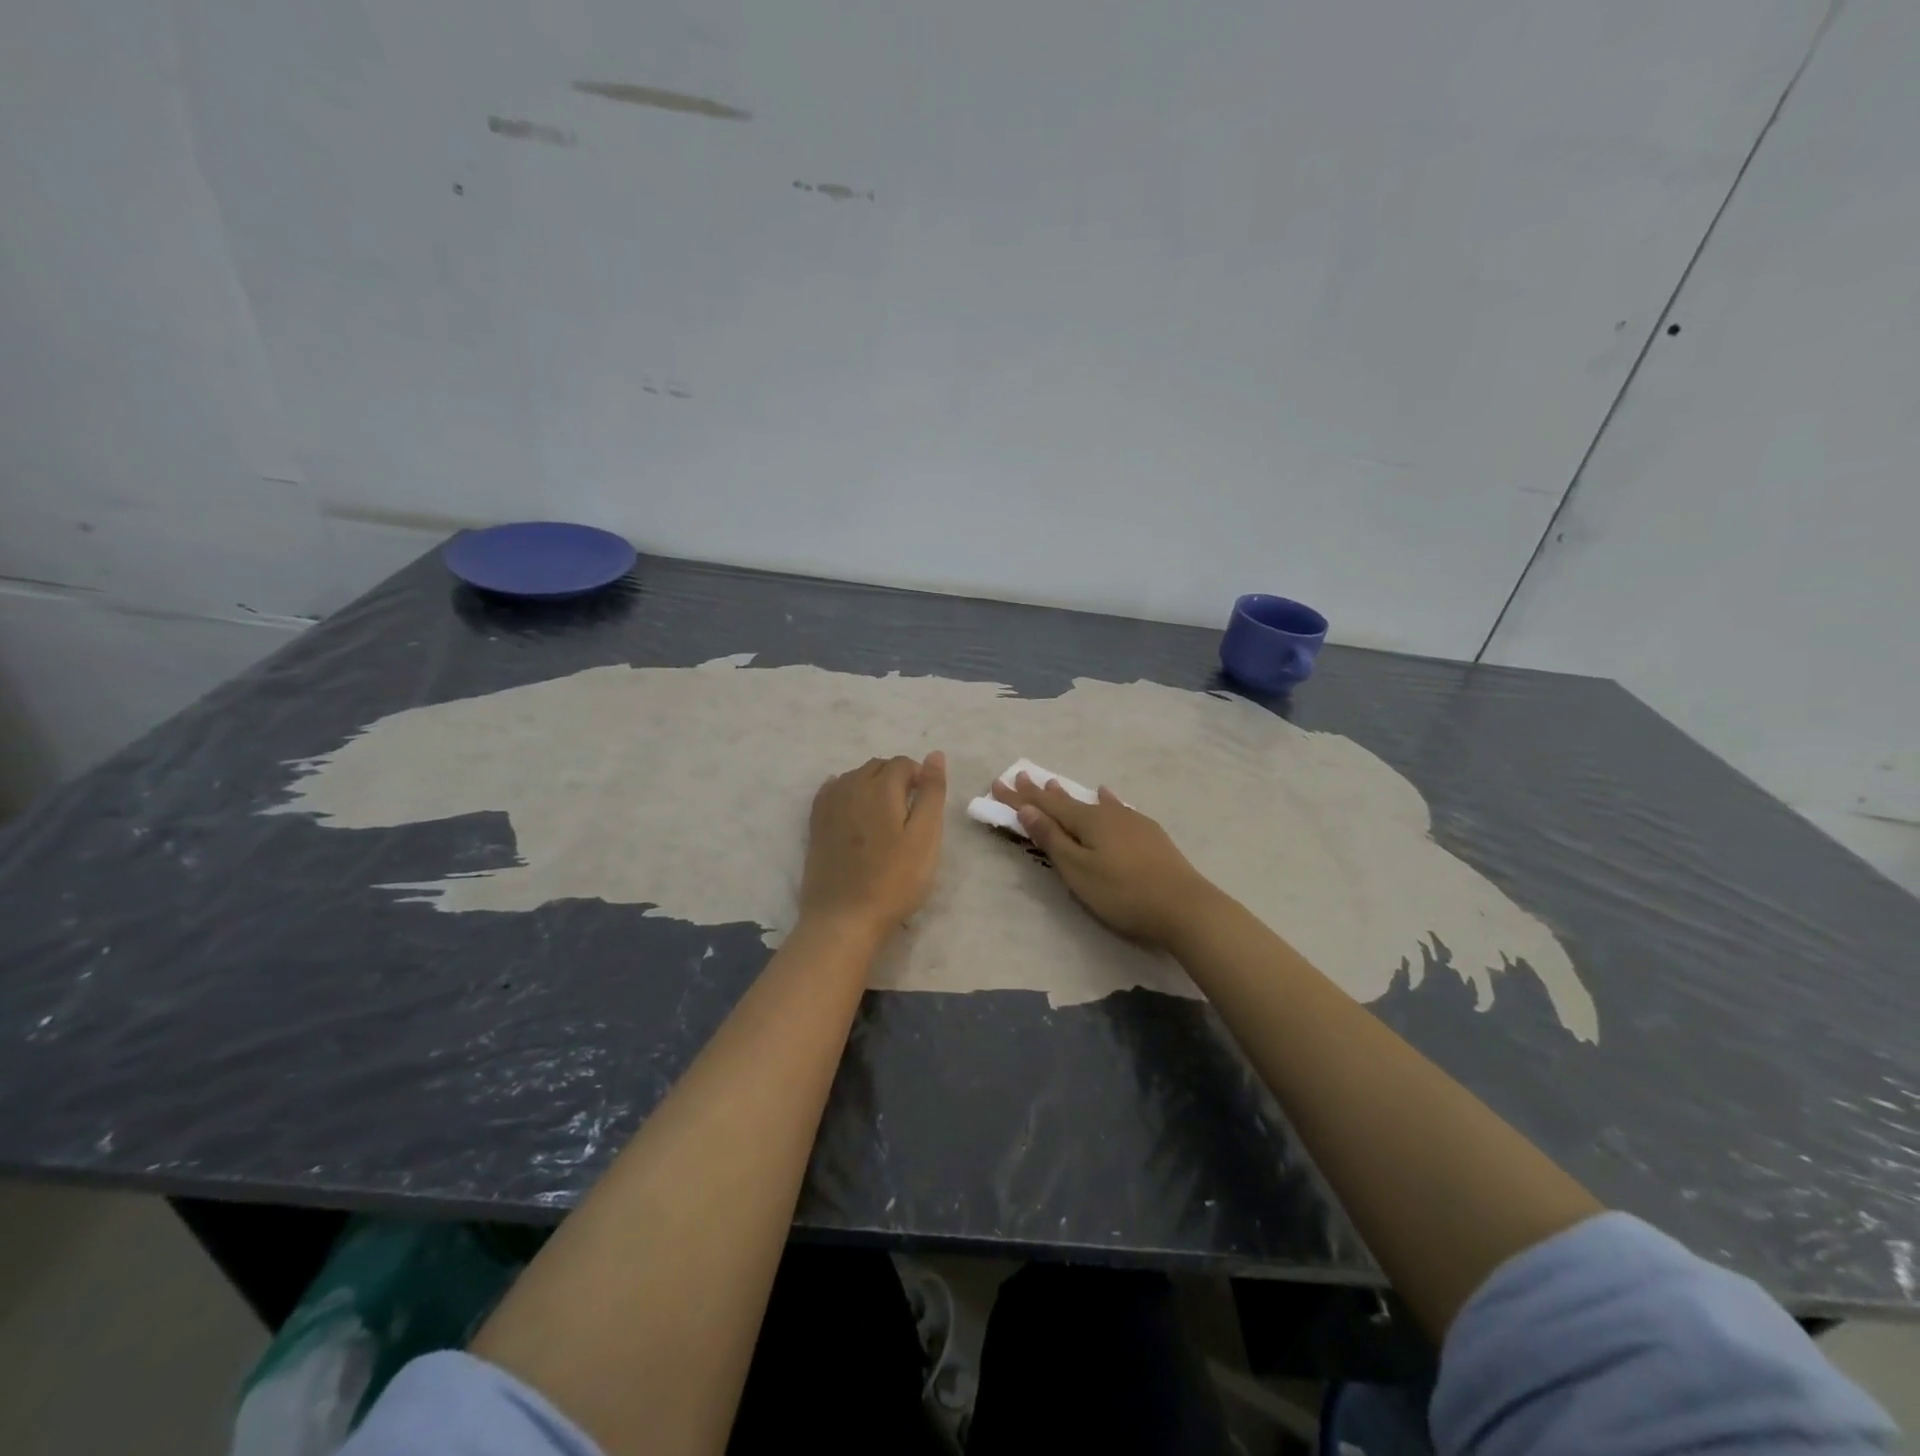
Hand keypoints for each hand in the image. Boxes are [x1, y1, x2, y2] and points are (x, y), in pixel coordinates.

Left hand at [799, 752, 947, 941]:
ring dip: (872, 785)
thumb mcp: (926, 837)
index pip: (903, 763)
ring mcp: (828, 805)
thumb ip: (931, 792)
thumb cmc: (894, 880)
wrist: (844, 918)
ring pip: (854, 778)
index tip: (927, 805)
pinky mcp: (815, 825)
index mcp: (880, 786)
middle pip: (877, 767)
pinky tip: (853, 808)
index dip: (919, 777)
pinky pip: (831, 792)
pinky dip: (846, 792)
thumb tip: (935, 754)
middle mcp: (850, 786)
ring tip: (886, 817)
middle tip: (910, 813)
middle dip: (896, 778)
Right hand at [990, 772, 1217, 950]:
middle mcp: (1107, 813)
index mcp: (1087, 821)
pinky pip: (1116, 808)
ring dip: (1070, 795)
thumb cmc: (1123, 892)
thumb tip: (1028, 809)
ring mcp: (1131, 821)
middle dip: (1040, 793)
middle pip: (1067, 801)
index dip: (1020, 797)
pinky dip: (1104, 801)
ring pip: (1092, 803)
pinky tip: (1107, 795)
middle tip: (1021, 777)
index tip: (998, 784)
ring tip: (1054, 785)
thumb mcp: (1078, 870)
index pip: (1044, 806)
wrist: (1184, 905)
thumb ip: (1052, 840)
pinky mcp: (1148, 833)